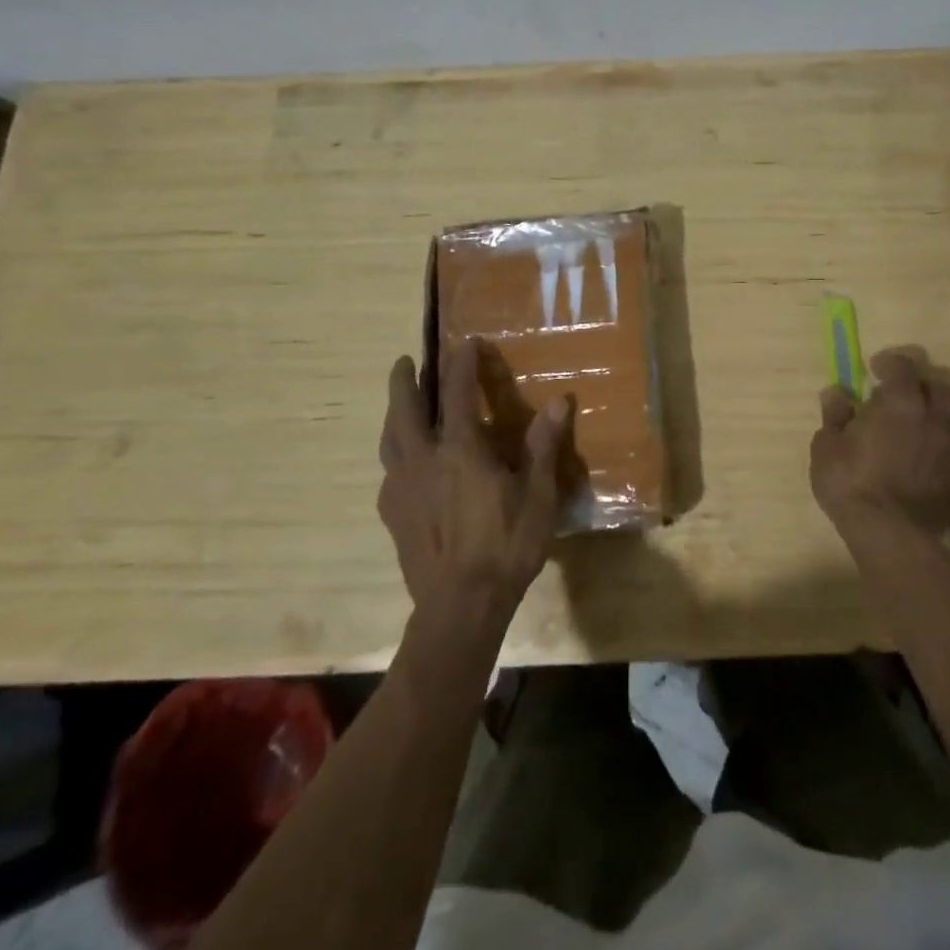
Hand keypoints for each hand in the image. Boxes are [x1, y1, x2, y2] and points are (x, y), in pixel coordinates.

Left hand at [378, 339, 568, 631]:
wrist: (460, 607)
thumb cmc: (505, 546)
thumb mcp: (537, 496)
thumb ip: (543, 446)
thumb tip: (560, 401)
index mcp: (460, 450)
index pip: (458, 393)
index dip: (462, 363)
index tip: (467, 342)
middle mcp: (424, 460)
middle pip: (405, 409)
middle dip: (404, 381)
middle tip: (404, 362)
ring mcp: (402, 488)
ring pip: (389, 439)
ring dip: (393, 414)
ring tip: (400, 406)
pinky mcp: (393, 515)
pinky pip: (390, 472)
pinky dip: (396, 454)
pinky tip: (405, 465)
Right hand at [811, 346, 949, 539]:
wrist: (890, 534)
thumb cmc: (851, 481)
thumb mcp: (827, 446)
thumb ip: (835, 415)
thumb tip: (837, 393)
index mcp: (900, 402)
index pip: (903, 365)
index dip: (889, 362)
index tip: (873, 369)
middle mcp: (932, 417)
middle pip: (939, 385)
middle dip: (920, 382)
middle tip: (899, 393)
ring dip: (937, 411)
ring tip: (916, 422)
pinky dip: (940, 443)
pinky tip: (922, 456)